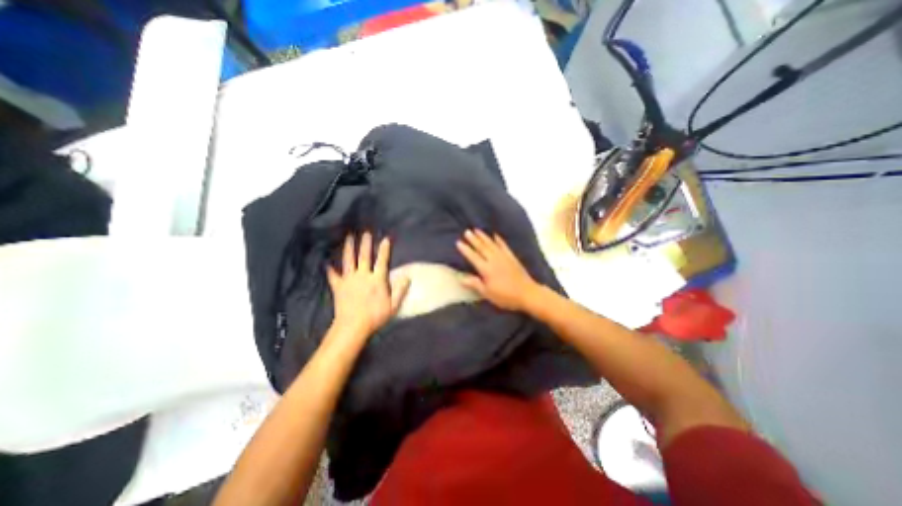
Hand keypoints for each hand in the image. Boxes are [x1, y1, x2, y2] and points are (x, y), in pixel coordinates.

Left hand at [326, 233, 411, 340]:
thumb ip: (400, 290)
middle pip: (364, 256)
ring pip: (349, 261)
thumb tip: (408, 276)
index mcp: (377, 279)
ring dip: (349, 248)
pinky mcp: (338, 286)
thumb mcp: (393, 305)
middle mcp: (363, 275)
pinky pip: (333, 276)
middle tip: (365, 232)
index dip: (384, 249)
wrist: (353, 326)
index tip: (385, 239)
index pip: (382, 261)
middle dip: (365, 244)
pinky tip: (327, 263)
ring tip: (349, 238)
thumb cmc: (375, 316)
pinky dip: (330, 269)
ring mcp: (349, 280)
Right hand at [455, 230, 536, 311]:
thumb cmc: (505, 296)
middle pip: (482, 247)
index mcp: (486, 269)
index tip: (458, 242)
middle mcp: (494, 260)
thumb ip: (475, 284)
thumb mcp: (488, 293)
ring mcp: (504, 257)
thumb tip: (461, 278)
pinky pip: (504, 245)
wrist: (527, 293)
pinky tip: (495, 235)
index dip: (466, 249)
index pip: (473, 257)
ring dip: (483, 236)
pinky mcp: (512, 257)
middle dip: (473, 239)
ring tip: (477, 230)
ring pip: (491, 244)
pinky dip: (499, 239)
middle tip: (466, 231)